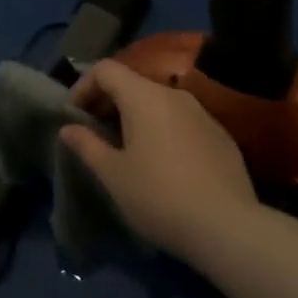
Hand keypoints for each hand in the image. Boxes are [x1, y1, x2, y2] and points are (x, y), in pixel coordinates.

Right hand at [59, 60, 254, 263]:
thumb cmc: (159, 196)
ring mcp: (202, 114)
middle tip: (94, 133)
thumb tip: (68, 128)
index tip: (73, 116)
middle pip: (133, 83)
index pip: (105, 69)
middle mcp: (174, 95)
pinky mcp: (221, 137)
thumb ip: (87, 145)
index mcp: (144, 96)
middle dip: (108, 102)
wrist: (229, 228)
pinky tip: (163, 164)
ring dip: (136, 117)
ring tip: (126, 150)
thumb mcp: (113, 174)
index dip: (83, 86)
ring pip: (159, 103)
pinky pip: (182, 122)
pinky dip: (163, 130)